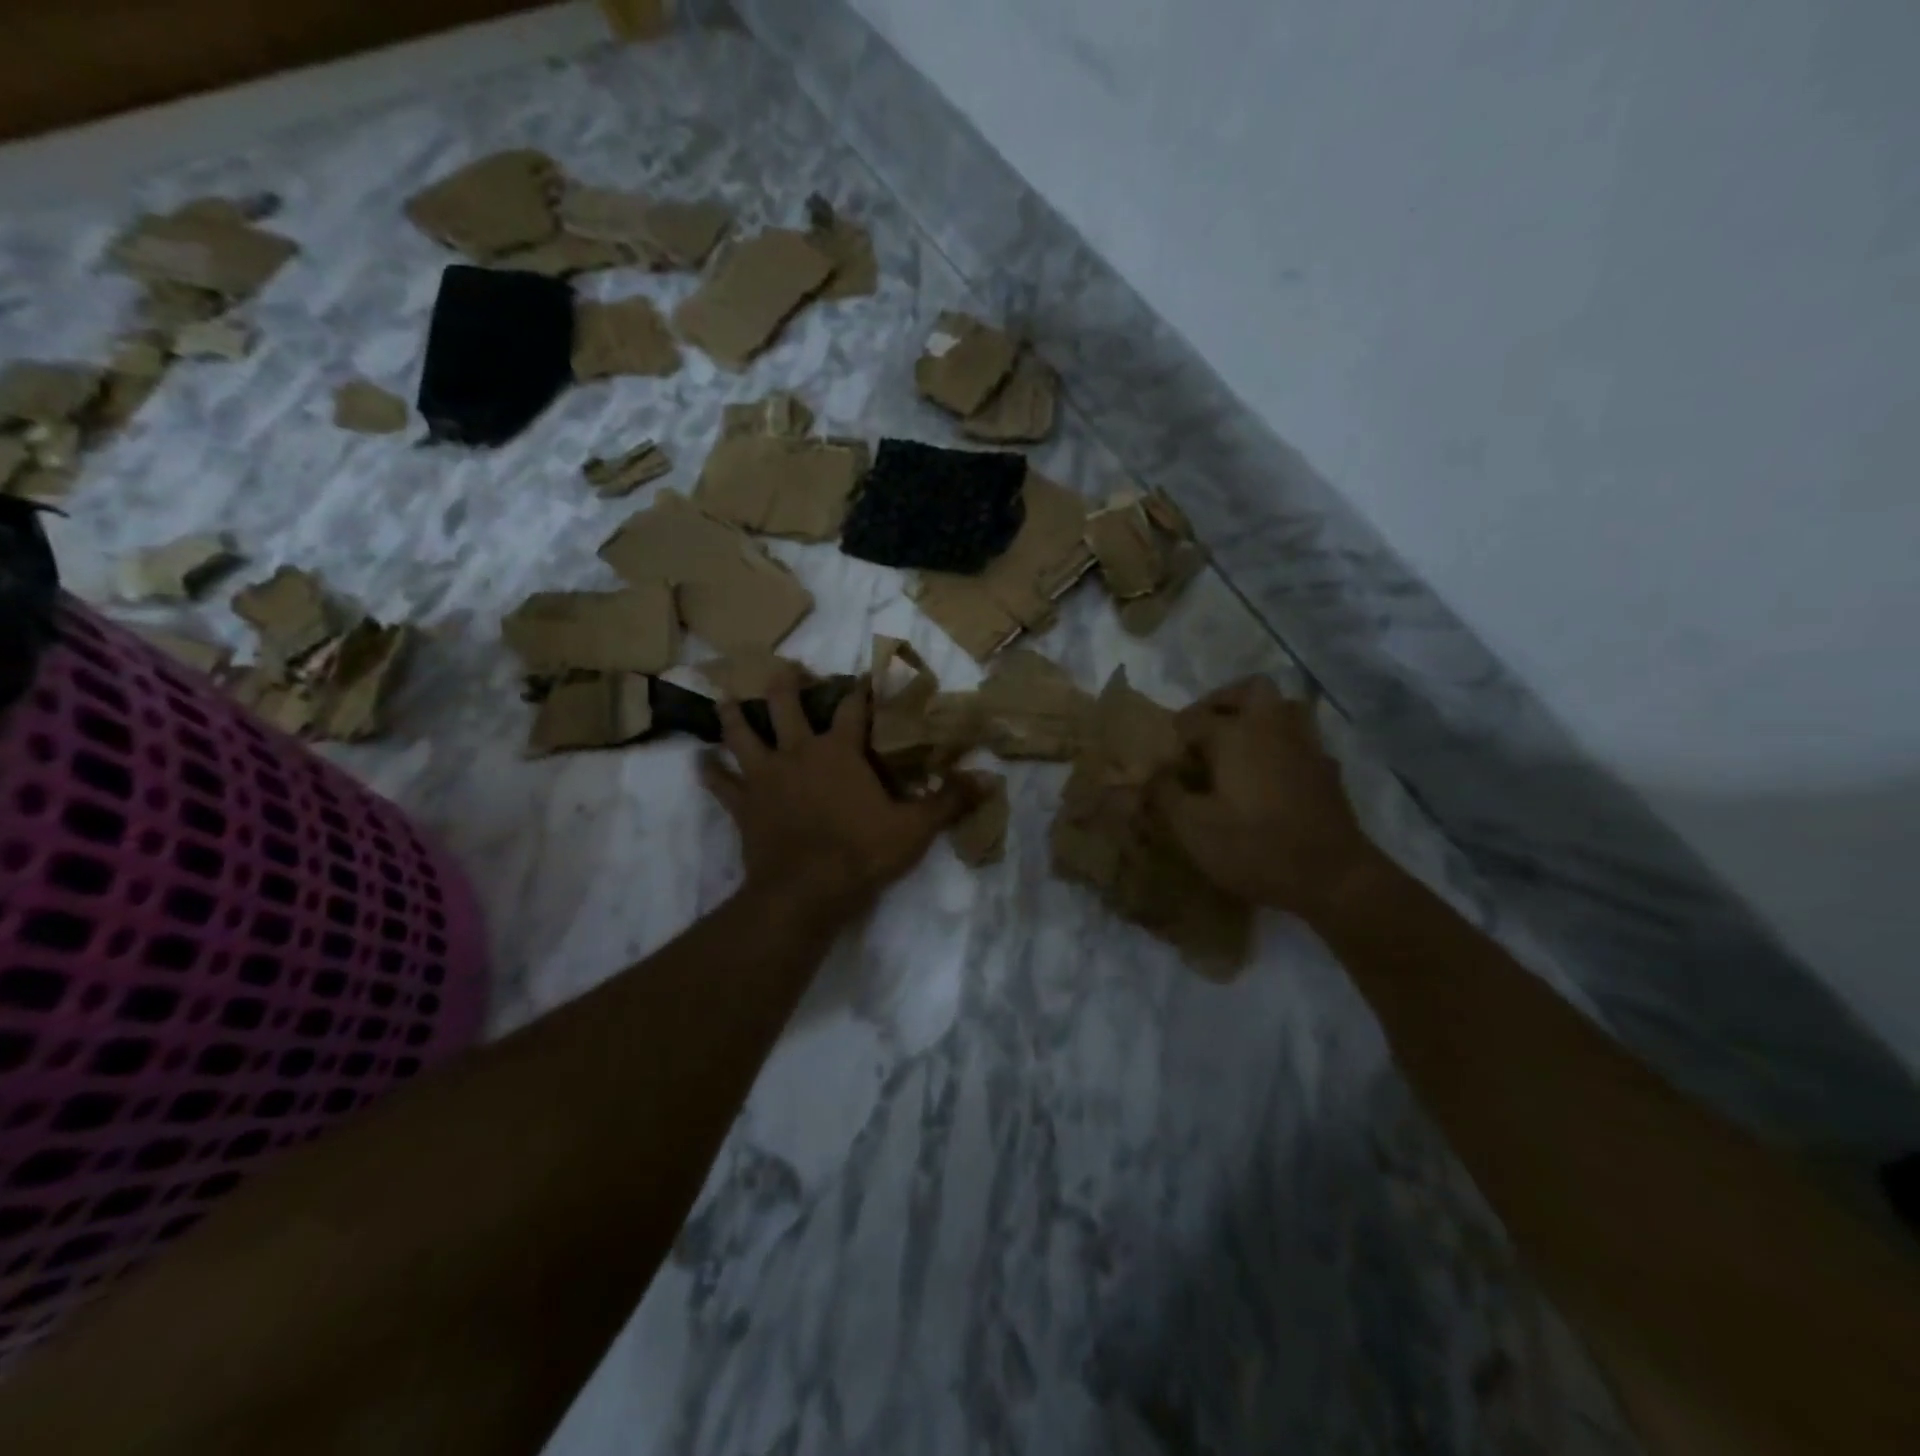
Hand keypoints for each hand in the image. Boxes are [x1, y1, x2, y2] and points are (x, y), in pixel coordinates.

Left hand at [699, 669, 971, 921]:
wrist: (806, 891)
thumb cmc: (862, 853)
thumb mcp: (915, 828)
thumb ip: (949, 801)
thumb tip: (989, 780)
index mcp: (840, 752)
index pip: (855, 707)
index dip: (863, 688)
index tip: (866, 673)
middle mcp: (798, 753)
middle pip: (785, 705)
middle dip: (786, 684)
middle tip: (785, 669)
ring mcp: (765, 777)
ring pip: (742, 734)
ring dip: (734, 715)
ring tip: (726, 698)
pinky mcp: (743, 805)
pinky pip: (720, 784)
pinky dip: (709, 772)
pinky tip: (698, 761)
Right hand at [1150, 676, 1375, 919]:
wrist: (1332, 877)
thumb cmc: (1254, 848)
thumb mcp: (1192, 827)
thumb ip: (1165, 794)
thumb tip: (1153, 773)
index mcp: (1235, 734)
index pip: (1194, 718)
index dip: (1175, 737)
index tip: (1166, 762)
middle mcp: (1272, 727)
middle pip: (1250, 689)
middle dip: (1223, 701)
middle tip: (1205, 730)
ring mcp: (1306, 745)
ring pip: (1284, 707)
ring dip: (1259, 716)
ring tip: (1239, 745)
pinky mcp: (1327, 769)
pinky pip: (1301, 740)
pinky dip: (1282, 745)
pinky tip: (1271, 774)